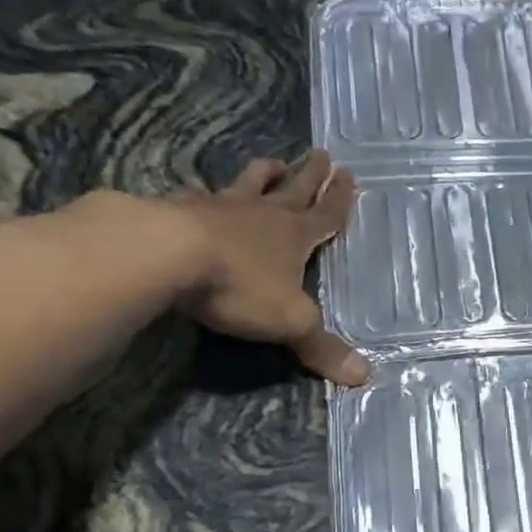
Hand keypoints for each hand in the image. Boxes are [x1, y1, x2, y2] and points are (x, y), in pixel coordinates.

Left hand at [119, 151, 367, 385]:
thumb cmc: (240, 286)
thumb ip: (323, 348)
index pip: (326, 215)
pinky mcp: (179, 210)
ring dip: (263, 173)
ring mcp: (219, 208)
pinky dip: (203, 194)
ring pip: (248, 184)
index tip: (348, 174)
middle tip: (321, 154)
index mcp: (294, 237)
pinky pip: (198, 197)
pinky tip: (197, 192)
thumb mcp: (291, 323)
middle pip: (293, 189)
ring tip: (273, 162)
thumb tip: (364, 377)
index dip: (339, 199)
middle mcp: (262, 215)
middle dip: (310, 175)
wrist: (167, 256)